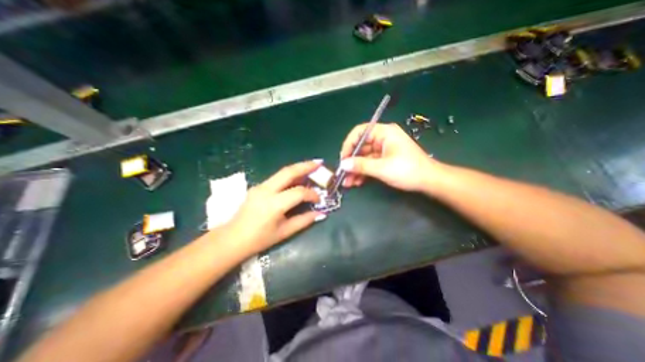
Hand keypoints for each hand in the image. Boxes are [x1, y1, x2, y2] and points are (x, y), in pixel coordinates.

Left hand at [221, 162, 322, 254]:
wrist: (232, 239)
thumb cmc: (259, 239)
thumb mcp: (284, 232)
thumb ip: (304, 220)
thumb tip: (320, 213)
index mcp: (274, 204)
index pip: (299, 192)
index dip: (312, 194)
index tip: (318, 200)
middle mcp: (266, 190)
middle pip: (288, 172)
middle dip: (306, 166)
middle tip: (319, 163)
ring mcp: (260, 186)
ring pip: (282, 172)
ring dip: (298, 168)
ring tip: (311, 166)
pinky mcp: (258, 187)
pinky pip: (277, 177)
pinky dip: (290, 175)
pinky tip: (297, 178)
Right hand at [339, 123, 440, 192]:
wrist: (429, 181)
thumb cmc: (408, 170)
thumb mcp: (382, 168)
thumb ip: (361, 165)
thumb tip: (343, 165)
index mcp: (384, 133)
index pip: (360, 132)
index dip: (349, 144)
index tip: (343, 159)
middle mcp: (382, 138)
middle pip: (360, 147)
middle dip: (351, 162)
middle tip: (343, 174)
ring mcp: (383, 150)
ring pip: (364, 157)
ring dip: (355, 169)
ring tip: (348, 182)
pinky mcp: (384, 160)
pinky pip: (370, 164)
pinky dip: (363, 172)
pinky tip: (357, 182)